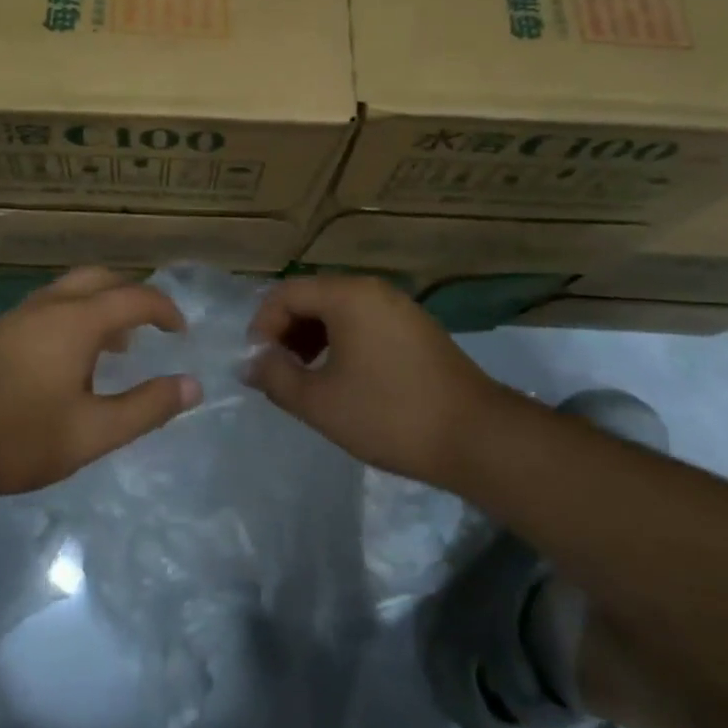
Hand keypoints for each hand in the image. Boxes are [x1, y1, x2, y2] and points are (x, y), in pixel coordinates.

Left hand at [0, 267, 201, 500]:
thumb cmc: (16, 437)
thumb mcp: (91, 433)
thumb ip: (146, 407)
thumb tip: (192, 385)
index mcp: (77, 321)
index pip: (135, 297)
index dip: (165, 310)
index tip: (181, 332)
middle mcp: (48, 305)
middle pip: (100, 278)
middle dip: (132, 295)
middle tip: (150, 327)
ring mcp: (16, 315)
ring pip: (69, 290)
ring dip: (100, 305)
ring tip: (113, 347)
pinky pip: (47, 306)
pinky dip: (72, 316)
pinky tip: (65, 360)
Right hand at [248, 276, 518, 486]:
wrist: (476, 437)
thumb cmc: (389, 414)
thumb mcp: (320, 402)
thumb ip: (275, 377)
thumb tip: (252, 361)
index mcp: (348, 295)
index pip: (285, 293)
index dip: (261, 326)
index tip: (257, 365)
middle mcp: (373, 290)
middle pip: (312, 297)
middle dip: (285, 332)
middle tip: (276, 372)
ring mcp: (399, 308)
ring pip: (338, 311)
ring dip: (311, 339)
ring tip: (304, 379)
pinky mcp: (416, 329)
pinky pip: (364, 323)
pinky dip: (340, 343)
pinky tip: (341, 379)